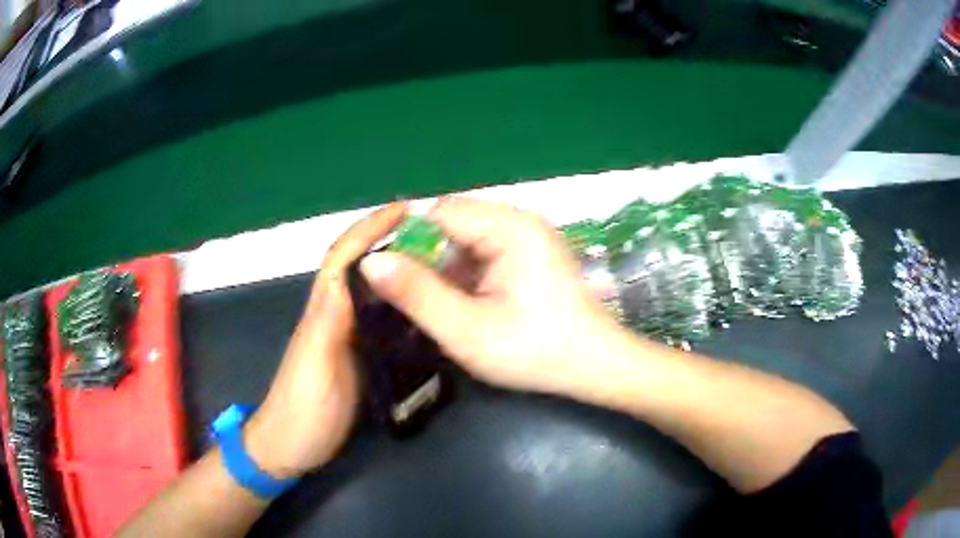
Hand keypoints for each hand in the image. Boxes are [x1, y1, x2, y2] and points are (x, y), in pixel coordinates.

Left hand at [244, 203, 406, 476]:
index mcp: (322, 313)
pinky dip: (393, 298)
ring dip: (390, 264)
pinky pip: (374, 315)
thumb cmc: (303, 411)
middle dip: (382, 237)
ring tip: (429, 257)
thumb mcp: (315, 370)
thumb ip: (325, 326)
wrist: (290, 446)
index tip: (401, 211)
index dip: (367, 230)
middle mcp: (330, 315)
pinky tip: (415, 304)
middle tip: (425, 229)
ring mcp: (340, 334)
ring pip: (365, 287)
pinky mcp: (352, 353)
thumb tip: (343, 279)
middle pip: (353, 265)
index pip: (341, 259)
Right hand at [360, 198, 629, 394]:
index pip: (437, 214)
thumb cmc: (536, 351)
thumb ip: (417, 294)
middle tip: (422, 304)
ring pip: (465, 243)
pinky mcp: (530, 255)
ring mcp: (527, 237)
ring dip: (449, 273)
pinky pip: (484, 255)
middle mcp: (519, 221)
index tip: (393, 282)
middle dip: (430, 263)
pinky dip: (469, 278)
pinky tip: (472, 308)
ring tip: (450, 311)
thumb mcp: (467, 330)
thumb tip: (371, 261)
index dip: (408, 244)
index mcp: (508, 227)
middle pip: (451, 226)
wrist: (595, 367)